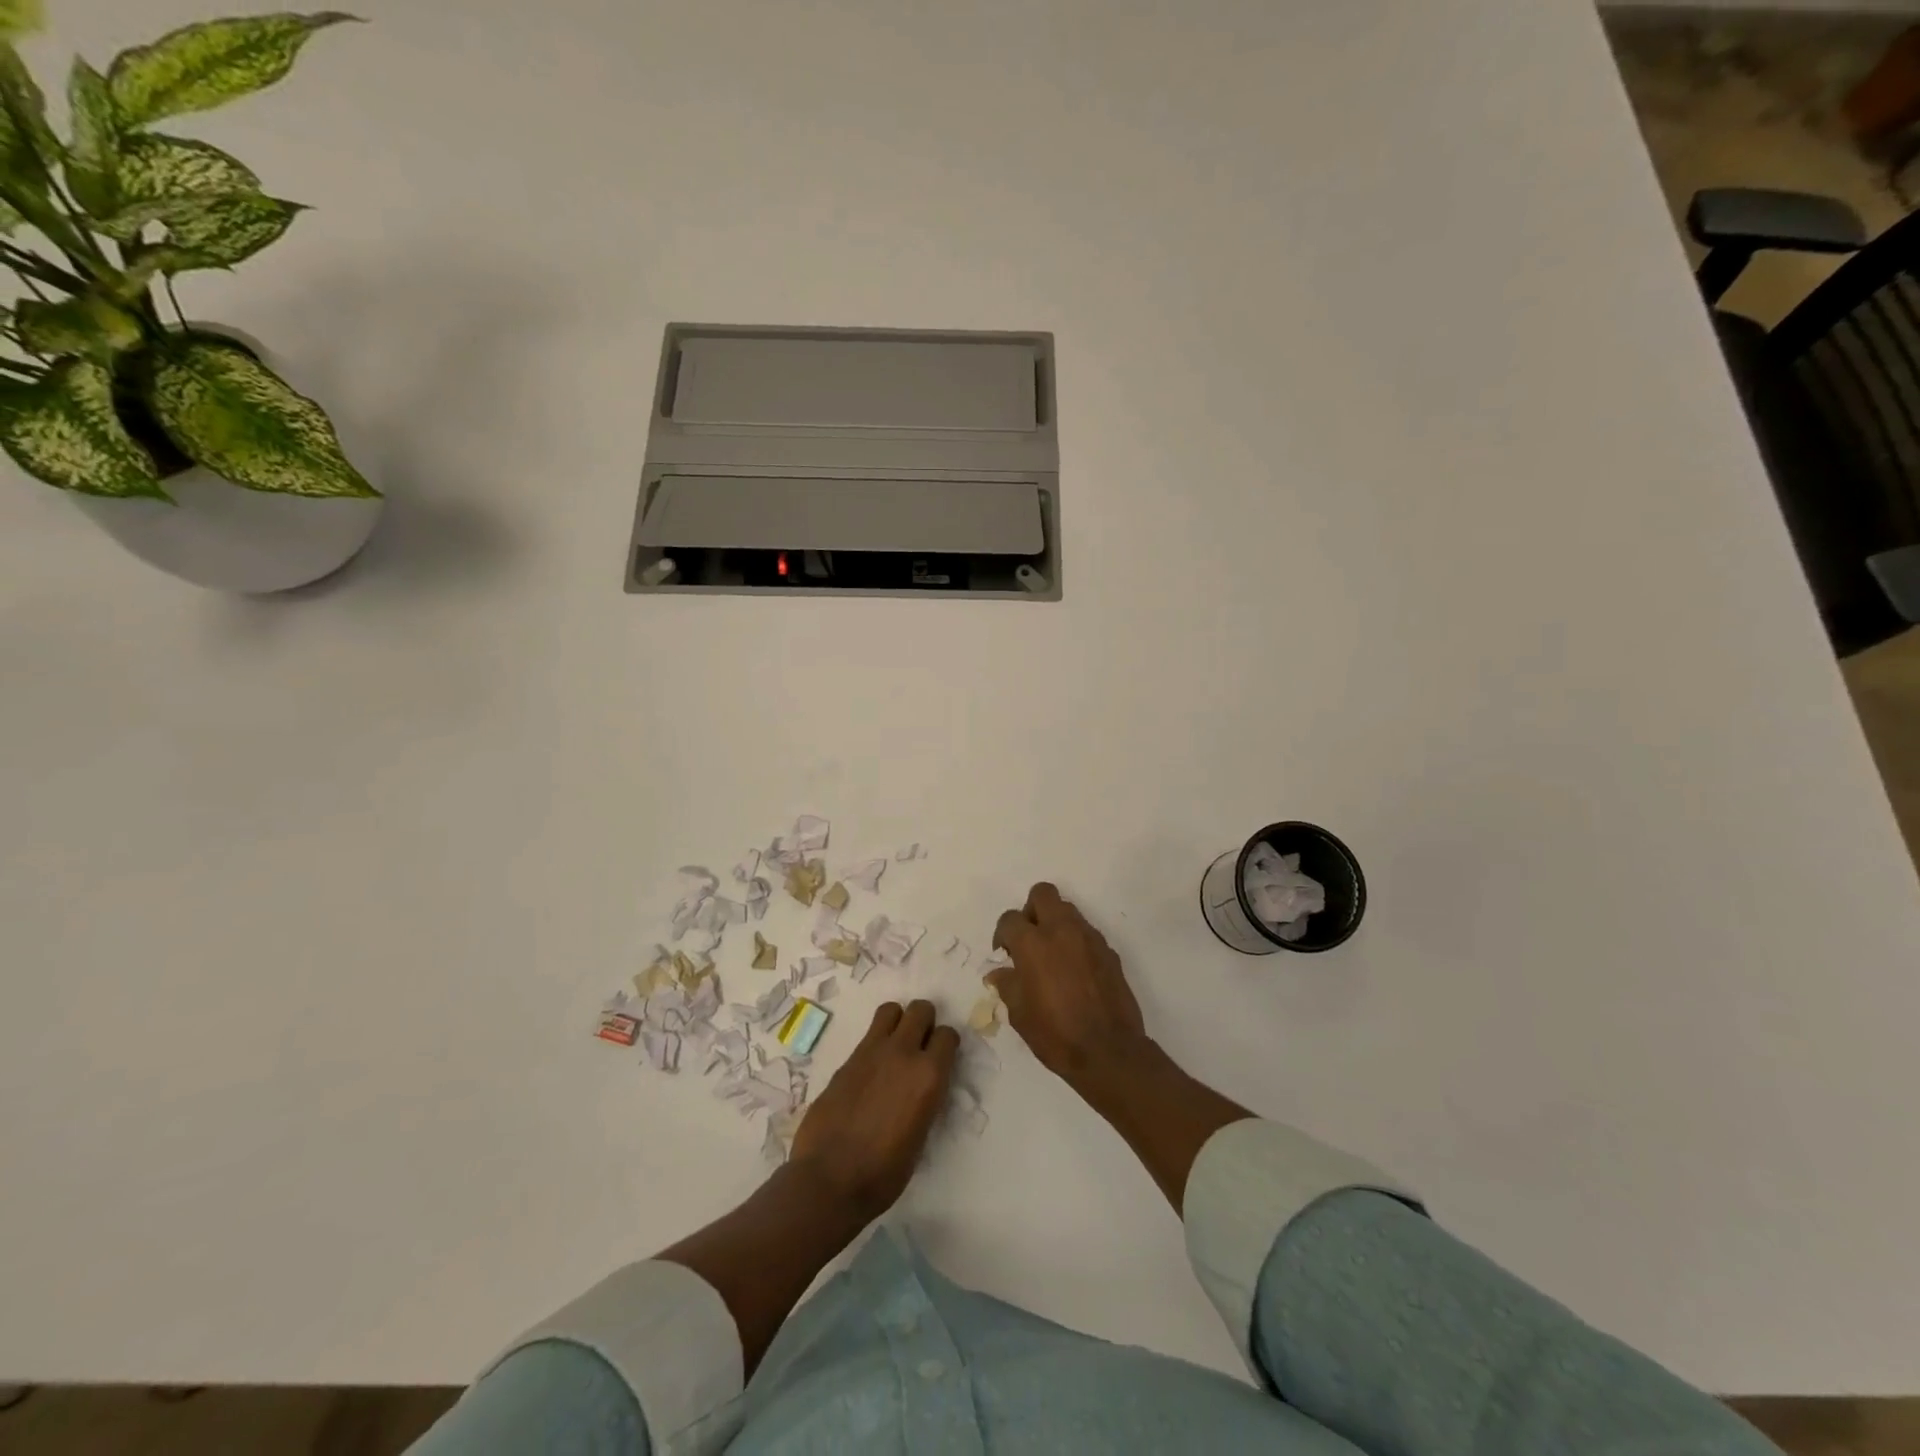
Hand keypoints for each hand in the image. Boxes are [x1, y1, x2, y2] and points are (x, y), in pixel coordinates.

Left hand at [790, 1000, 957, 1221]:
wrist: (829, 1179)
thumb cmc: (884, 1173)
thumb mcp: (920, 1137)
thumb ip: (924, 1100)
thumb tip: (920, 1090)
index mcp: (929, 1076)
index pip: (948, 1035)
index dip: (946, 1045)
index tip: (941, 1058)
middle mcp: (904, 1053)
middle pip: (921, 1010)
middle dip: (924, 1022)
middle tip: (920, 1045)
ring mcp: (872, 1051)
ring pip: (891, 1010)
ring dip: (897, 1022)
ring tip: (894, 1046)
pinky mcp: (847, 1058)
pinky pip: (868, 1034)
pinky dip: (875, 1042)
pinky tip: (871, 1069)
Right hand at [990, 883, 1152, 1089]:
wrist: (1109, 1051)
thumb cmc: (1056, 1034)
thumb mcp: (1019, 1014)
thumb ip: (1007, 985)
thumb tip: (999, 973)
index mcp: (1033, 944)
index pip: (1010, 919)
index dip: (1002, 934)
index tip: (1004, 954)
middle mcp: (1061, 931)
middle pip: (1043, 894)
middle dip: (1031, 910)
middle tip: (1029, 939)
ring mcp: (1089, 938)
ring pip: (1068, 909)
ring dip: (1055, 923)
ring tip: (1052, 954)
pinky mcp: (1109, 951)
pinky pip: (1087, 933)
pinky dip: (1076, 941)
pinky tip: (1074, 970)